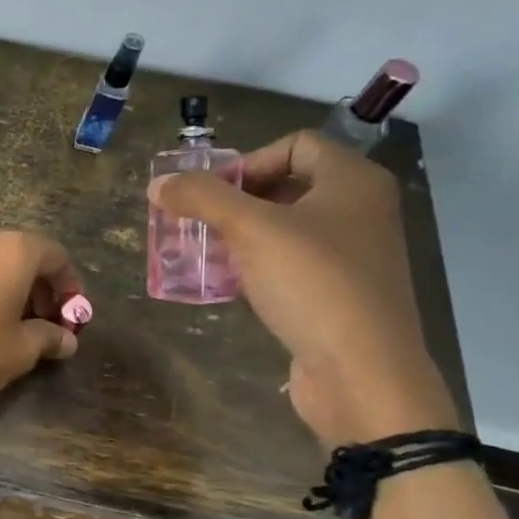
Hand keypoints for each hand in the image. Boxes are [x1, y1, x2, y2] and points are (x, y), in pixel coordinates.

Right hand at [150, 130, 457, 445]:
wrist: (361, 372)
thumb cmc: (313, 285)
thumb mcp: (251, 231)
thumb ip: (202, 199)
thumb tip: (157, 183)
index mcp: (352, 181)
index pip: (294, 145)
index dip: (247, 162)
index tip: (210, 195)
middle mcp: (358, 210)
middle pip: (286, 185)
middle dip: (234, 202)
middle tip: (197, 224)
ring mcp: (351, 254)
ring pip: (284, 228)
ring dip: (238, 236)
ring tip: (201, 254)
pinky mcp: (337, 292)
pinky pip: (289, 264)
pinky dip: (255, 266)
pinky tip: (226, 285)